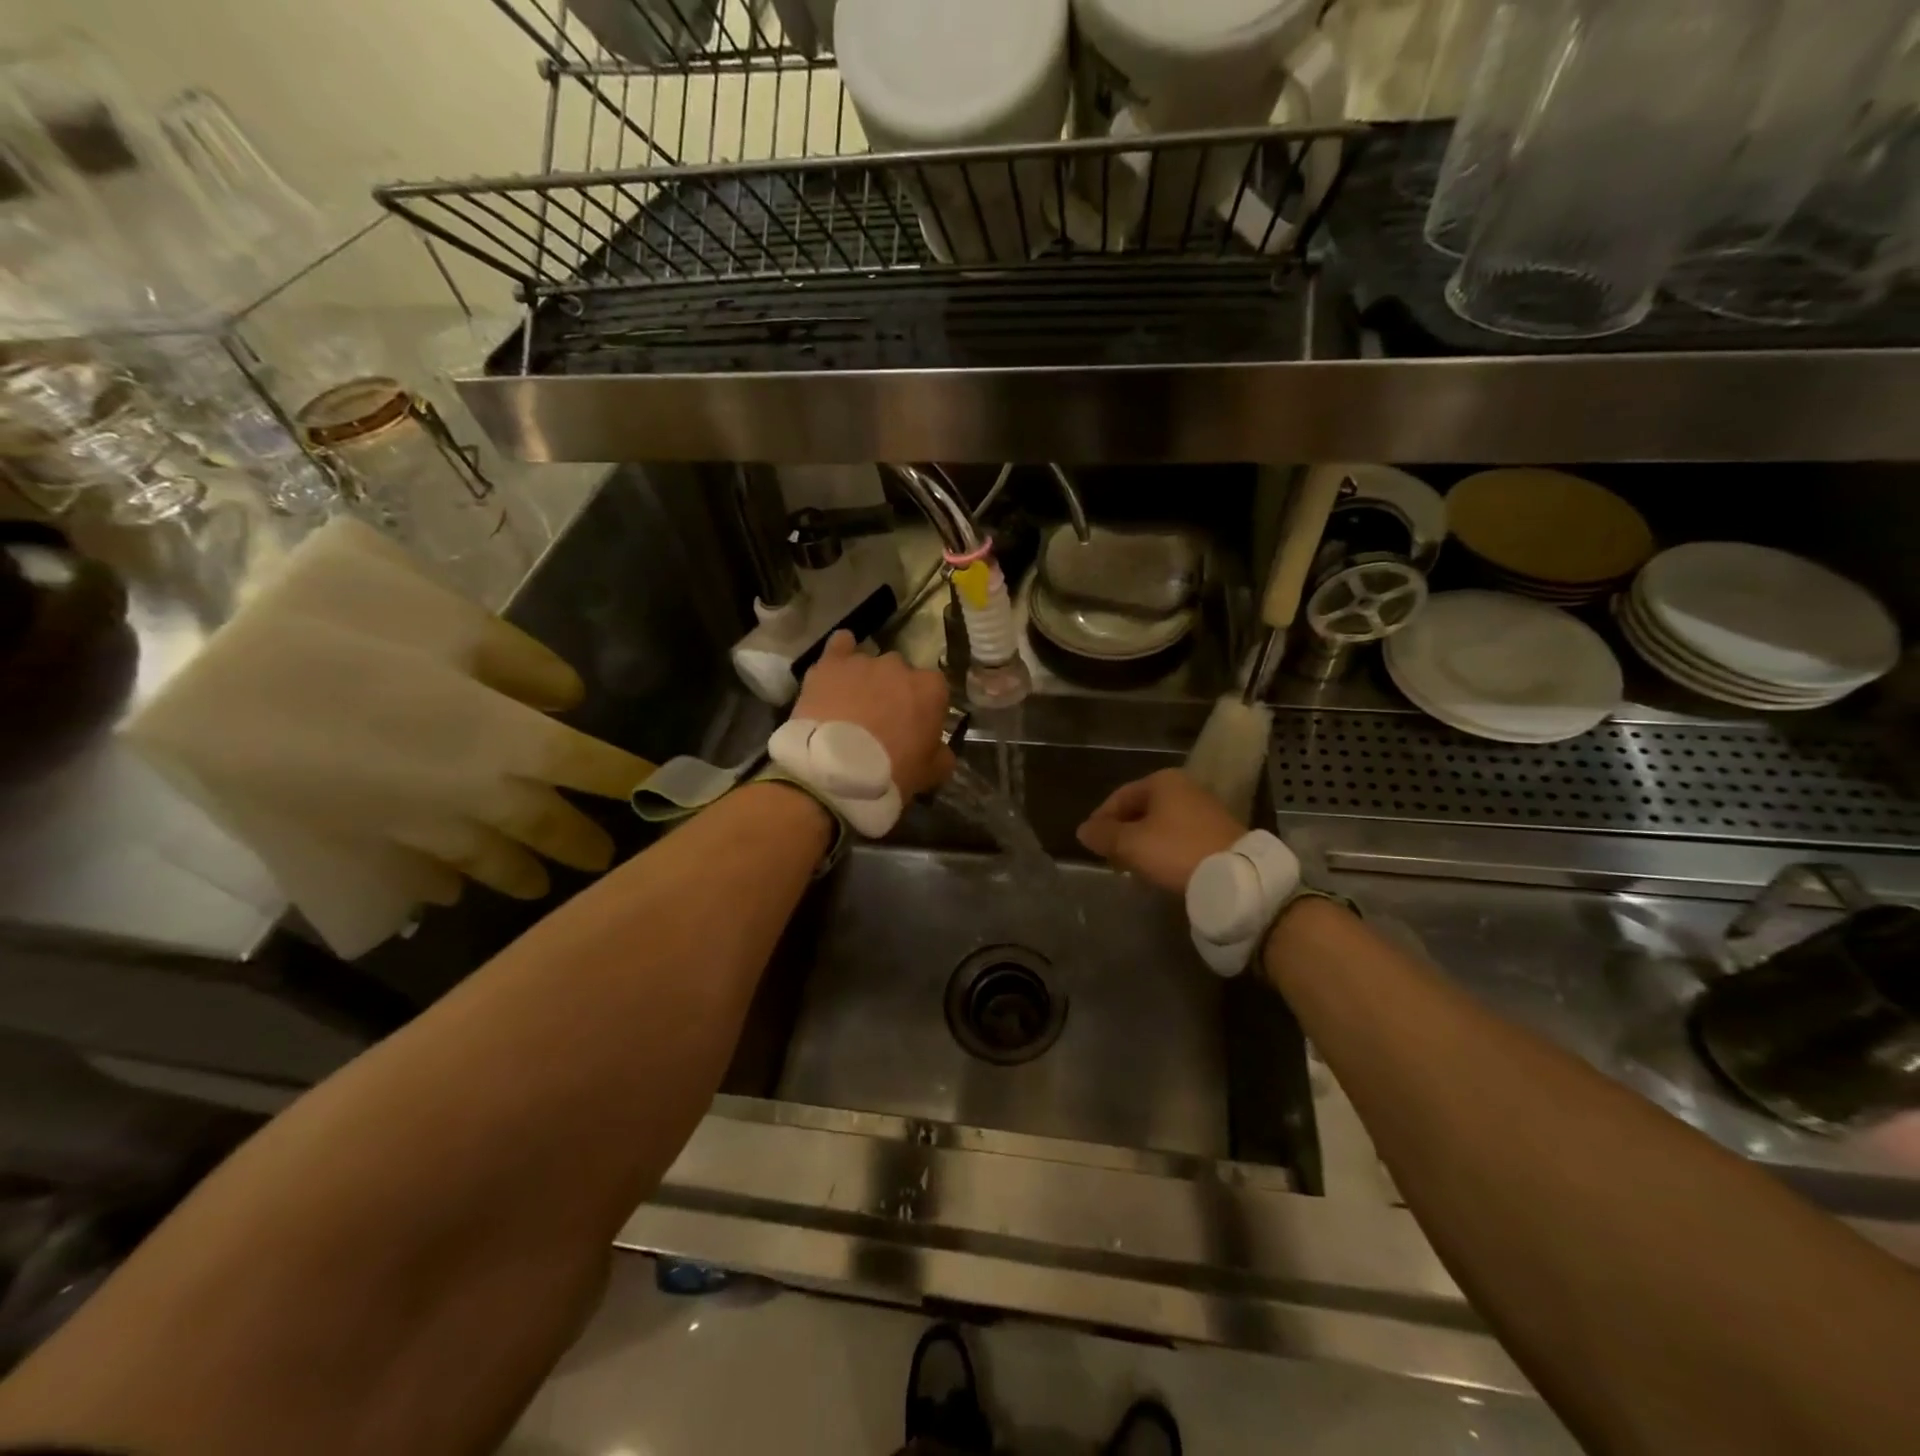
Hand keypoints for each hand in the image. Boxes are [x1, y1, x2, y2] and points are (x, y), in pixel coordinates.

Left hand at [792, 632, 955, 797]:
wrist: (834, 772)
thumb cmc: (891, 772)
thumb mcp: (931, 773)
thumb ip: (942, 755)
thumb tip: (941, 750)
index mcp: (931, 689)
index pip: (934, 690)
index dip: (924, 709)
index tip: (914, 728)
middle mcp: (900, 666)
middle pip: (901, 674)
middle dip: (893, 692)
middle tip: (881, 721)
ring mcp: (864, 661)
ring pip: (870, 664)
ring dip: (865, 680)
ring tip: (851, 707)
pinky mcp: (831, 664)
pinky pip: (839, 645)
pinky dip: (840, 653)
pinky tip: (837, 667)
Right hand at [1076, 768, 1242, 894]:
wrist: (1236, 876)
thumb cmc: (1176, 850)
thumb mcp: (1131, 844)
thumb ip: (1103, 835)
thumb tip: (1083, 830)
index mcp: (1162, 781)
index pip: (1120, 796)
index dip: (1101, 819)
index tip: (1090, 843)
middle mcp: (1185, 788)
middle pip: (1141, 809)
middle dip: (1122, 833)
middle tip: (1109, 858)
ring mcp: (1205, 809)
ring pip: (1160, 825)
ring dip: (1142, 844)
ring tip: (1131, 867)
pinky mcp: (1218, 832)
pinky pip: (1179, 837)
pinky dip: (1163, 850)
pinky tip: (1158, 869)